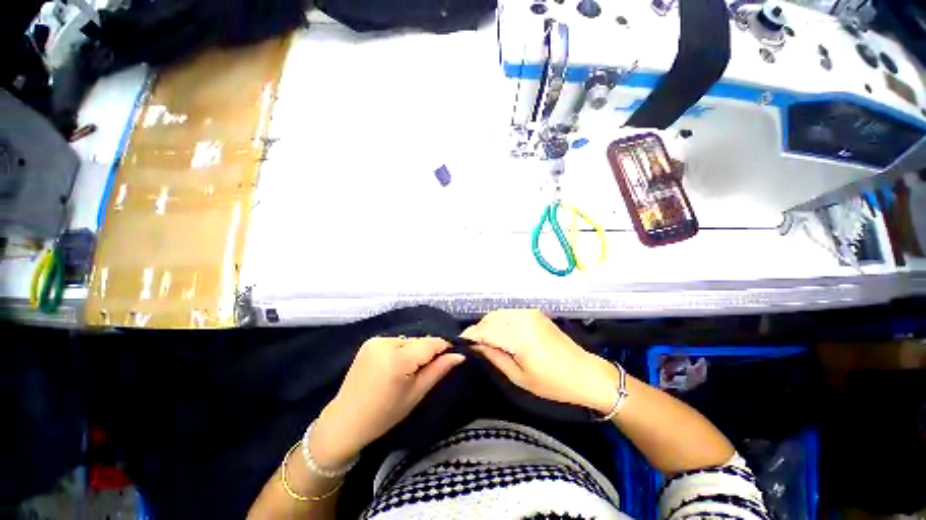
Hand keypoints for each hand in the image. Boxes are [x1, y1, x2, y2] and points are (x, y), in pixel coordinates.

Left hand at [310, 337, 464, 467]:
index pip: (431, 343)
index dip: (445, 347)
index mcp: (398, 359)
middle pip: (419, 341)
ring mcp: (376, 340)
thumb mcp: (416, 394)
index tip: (453, 355)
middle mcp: (387, 343)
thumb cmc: (384, 414)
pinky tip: (397, 365)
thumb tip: (460, 355)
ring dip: (415, 350)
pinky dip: (402, 350)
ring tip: (413, 369)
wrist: (345, 421)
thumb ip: (438, 370)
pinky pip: (396, 342)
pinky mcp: (370, 342)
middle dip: (429, 351)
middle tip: (430, 369)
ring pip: (408, 341)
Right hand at [462, 309, 618, 412]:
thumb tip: (476, 346)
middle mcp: (523, 318)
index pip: (485, 330)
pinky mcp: (534, 312)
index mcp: (519, 336)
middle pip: (490, 318)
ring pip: (498, 313)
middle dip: (478, 329)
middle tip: (473, 345)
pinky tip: (500, 333)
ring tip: (485, 340)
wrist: (586, 373)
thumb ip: (494, 357)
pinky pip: (509, 313)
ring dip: (488, 324)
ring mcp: (529, 313)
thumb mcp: (519, 376)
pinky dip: (500, 321)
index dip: (470, 336)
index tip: (460, 343)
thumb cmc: (553, 383)